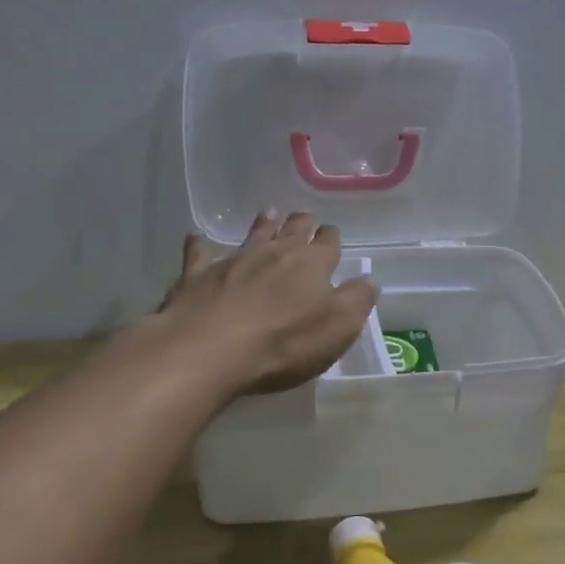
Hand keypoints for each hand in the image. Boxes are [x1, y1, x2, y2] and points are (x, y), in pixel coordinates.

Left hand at [157, 211, 379, 395]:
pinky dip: (199, 245)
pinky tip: (195, 238)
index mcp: (312, 263)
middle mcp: (275, 252)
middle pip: (292, 229)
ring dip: (263, 224)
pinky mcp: (198, 276)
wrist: (209, 349)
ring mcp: (234, 260)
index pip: (328, 242)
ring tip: (268, 214)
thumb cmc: (285, 341)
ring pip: (253, 234)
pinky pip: (198, 254)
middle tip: (304, 218)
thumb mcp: (339, 327)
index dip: (331, 238)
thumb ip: (358, 300)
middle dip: (301, 223)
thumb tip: (369, 279)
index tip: (331, 236)